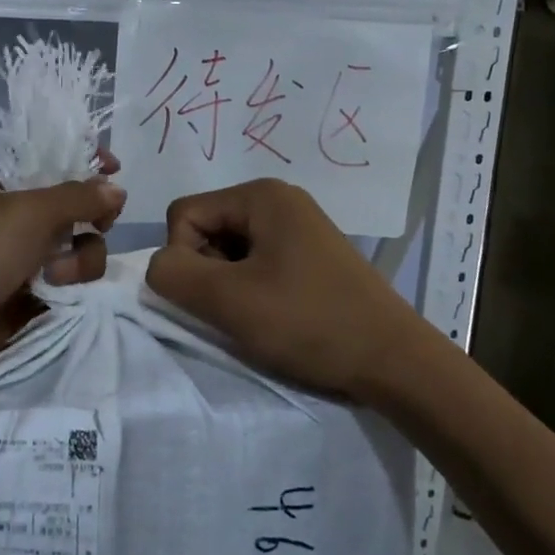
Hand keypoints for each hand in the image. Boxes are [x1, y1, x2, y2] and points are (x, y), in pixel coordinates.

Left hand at [0, 161, 125, 414]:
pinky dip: (72, 289)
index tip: (116, 169)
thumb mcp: (29, 214)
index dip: (89, 160)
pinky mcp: (34, 299)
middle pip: (81, 206)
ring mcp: (29, 261)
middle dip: (95, 216)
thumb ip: (79, 196)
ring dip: (80, 261)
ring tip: (54, 278)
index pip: (59, 160)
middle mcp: (23, 220)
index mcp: (13, 188)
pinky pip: (73, 285)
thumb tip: (117, 189)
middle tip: (96, 226)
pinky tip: (56, 298)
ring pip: (82, 248)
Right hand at [144, 178, 420, 400]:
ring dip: (230, 284)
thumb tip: (160, 265)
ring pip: (230, 249)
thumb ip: (174, 274)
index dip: (184, 258)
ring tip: (261, 316)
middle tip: (242, 309)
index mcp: (260, 194)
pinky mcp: (310, 254)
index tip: (218, 296)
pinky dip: (253, 289)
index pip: (184, 214)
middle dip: (209, 272)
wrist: (393, 360)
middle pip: (208, 228)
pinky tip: (278, 317)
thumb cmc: (309, 322)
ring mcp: (298, 226)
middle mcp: (279, 199)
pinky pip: (258, 261)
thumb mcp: (229, 300)